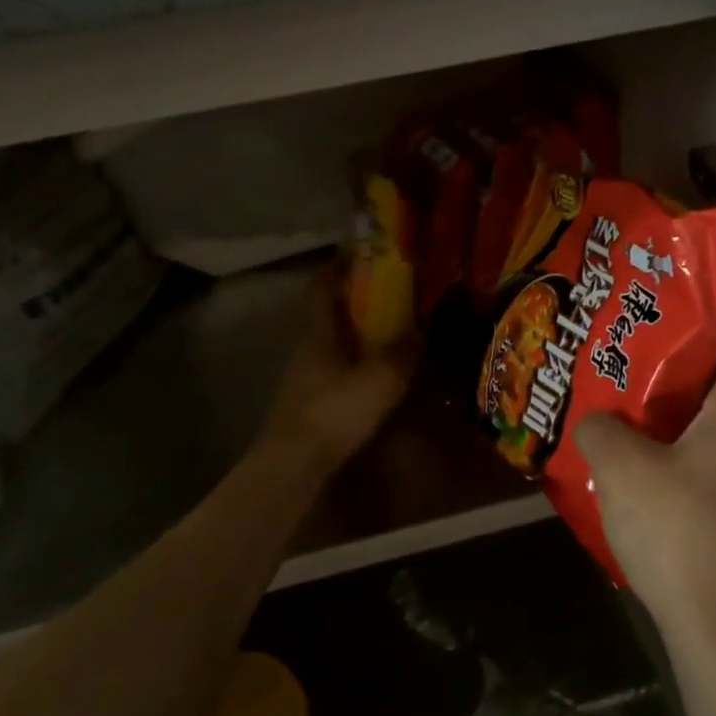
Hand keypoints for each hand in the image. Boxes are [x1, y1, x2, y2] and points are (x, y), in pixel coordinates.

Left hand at [263, 268, 415, 471]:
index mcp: (321, 333)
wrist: (294, 464)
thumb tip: (420, 326)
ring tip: (390, 336)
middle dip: (356, 301)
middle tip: (390, 296)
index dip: (338, 265)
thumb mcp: (381, 378)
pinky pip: (335, 371)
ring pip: (332, 344)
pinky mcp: (307, 403)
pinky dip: (354, 365)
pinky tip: (375, 379)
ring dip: (356, 335)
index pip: (323, 287)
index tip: (359, 251)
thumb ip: (403, 351)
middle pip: (329, 314)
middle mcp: (308, 348)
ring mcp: (304, 378)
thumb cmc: (336, 412)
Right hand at [575, 350, 715, 648]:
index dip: (695, 352)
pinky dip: (698, 490)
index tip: (650, 362)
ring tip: (634, 458)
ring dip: (685, 450)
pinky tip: (658, 511)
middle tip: (629, 407)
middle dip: (678, 403)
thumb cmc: (680, 530)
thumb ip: (601, 429)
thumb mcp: (619, 469)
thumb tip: (597, 420)